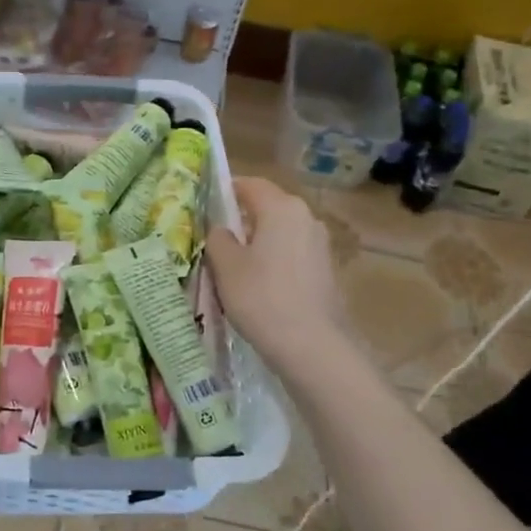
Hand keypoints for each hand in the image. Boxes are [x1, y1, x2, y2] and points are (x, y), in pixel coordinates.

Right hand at [205, 178, 348, 369]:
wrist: (312, 346)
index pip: (249, 184)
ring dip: (258, 242)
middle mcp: (306, 217)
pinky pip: (292, 253)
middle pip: (267, 207)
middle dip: (241, 219)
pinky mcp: (326, 269)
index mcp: (281, 207)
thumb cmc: (261, 297)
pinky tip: (259, 285)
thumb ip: (217, 238)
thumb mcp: (225, 266)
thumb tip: (221, 230)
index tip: (204, 206)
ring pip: (280, 232)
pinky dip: (274, 260)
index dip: (225, 191)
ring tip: (234, 265)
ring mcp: (320, 244)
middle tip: (214, 239)